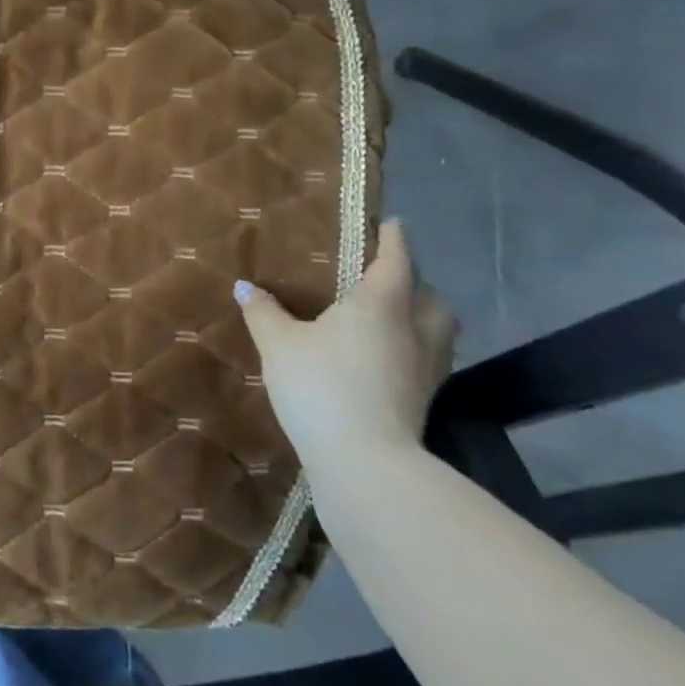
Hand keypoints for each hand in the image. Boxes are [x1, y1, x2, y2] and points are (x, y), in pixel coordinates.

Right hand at [235, 220, 456, 473]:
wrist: (365, 461)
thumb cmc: (321, 386)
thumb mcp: (278, 344)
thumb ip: (263, 312)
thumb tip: (244, 286)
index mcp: (381, 304)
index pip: (396, 262)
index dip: (395, 240)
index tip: (394, 224)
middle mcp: (414, 330)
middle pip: (431, 297)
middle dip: (416, 283)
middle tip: (388, 279)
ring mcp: (426, 368)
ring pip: (439, 330)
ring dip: (423, 316)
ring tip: (393, 317)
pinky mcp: (425, 399)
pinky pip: (430, 359)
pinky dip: (416, 347)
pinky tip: (387, 357)